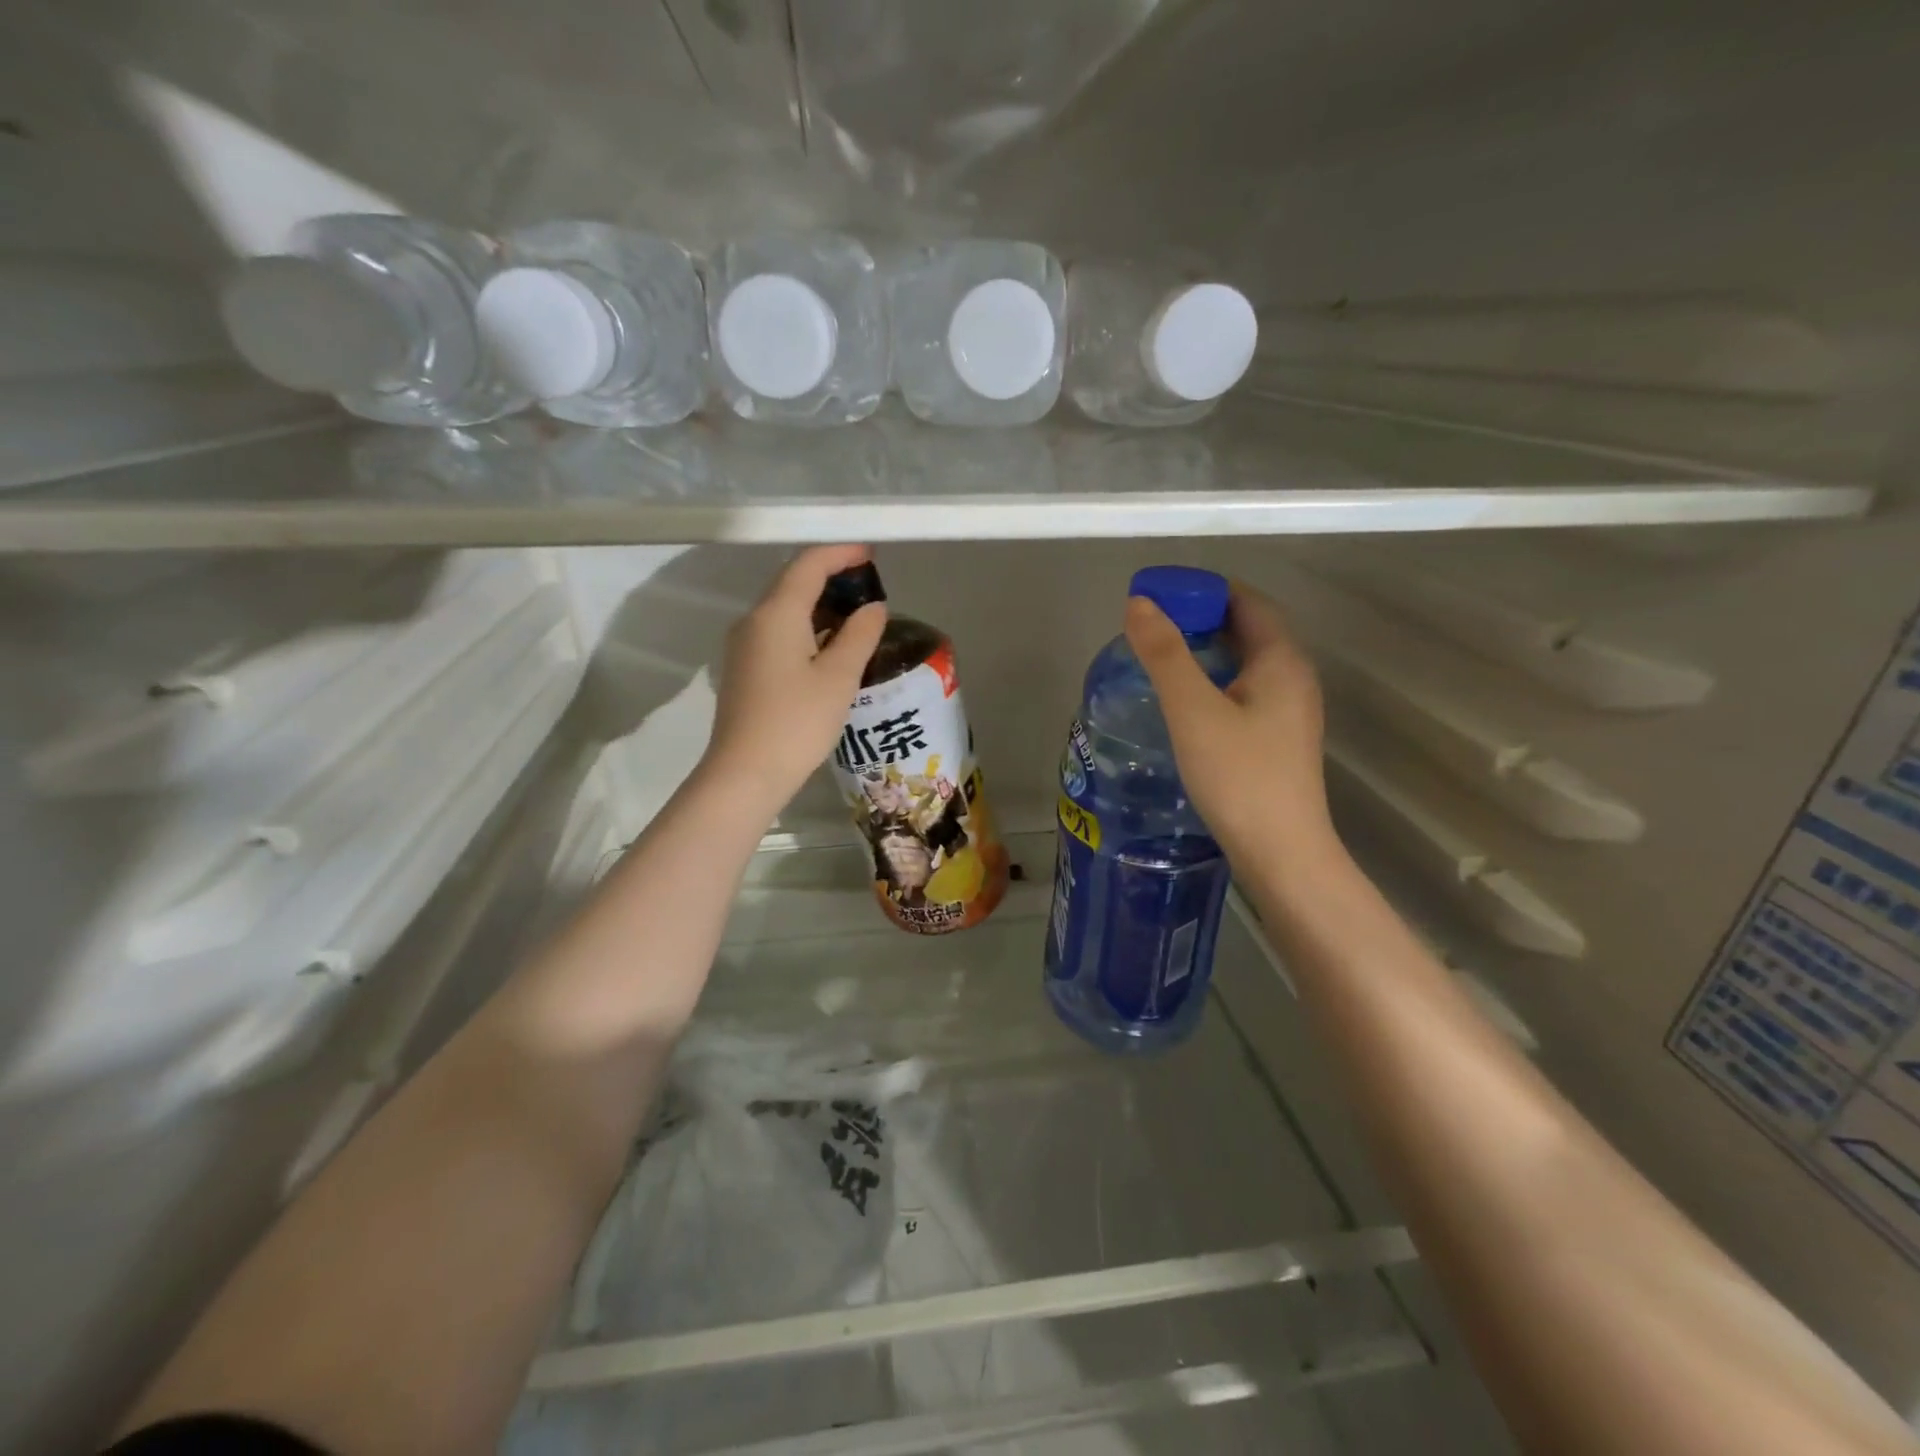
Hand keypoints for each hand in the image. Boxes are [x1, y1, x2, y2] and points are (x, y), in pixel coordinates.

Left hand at [702, 544, 887, 816]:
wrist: (745, 774)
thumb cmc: (797, 722)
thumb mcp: (839, 677)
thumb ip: (860, 635)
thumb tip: (873, 607)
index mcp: (776, 613)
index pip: (809, 565)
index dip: (842, 553)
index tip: (872, 555)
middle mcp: (754, 620)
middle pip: (793, 583)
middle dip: (832, 577)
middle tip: (870, 586)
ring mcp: (744, 646)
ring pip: (785, 609)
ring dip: (820, 605)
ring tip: (857, 616)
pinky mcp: (745, 669)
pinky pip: (778, 633)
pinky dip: (807, 628)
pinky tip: (830, 647)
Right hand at [1124, 581, 1334, 864]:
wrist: (1281, 853)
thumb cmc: (1239, 776)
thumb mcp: (1193, 711)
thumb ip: (1165, 655)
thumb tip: (1140, 603)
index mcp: (1281, 660)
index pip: (1247, 601)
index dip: (1204, 590)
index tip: (1160, 594)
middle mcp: (1294, 678)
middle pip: (1248, 629)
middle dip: (1201, 618)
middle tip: (1151, 626)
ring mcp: (1289, 711)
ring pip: (1246, 663)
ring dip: (1206, 651)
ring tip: (1160, 658)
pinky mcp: (1278, 740)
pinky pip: (1244, 691)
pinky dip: (1214, 681)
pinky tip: (1184, 702)